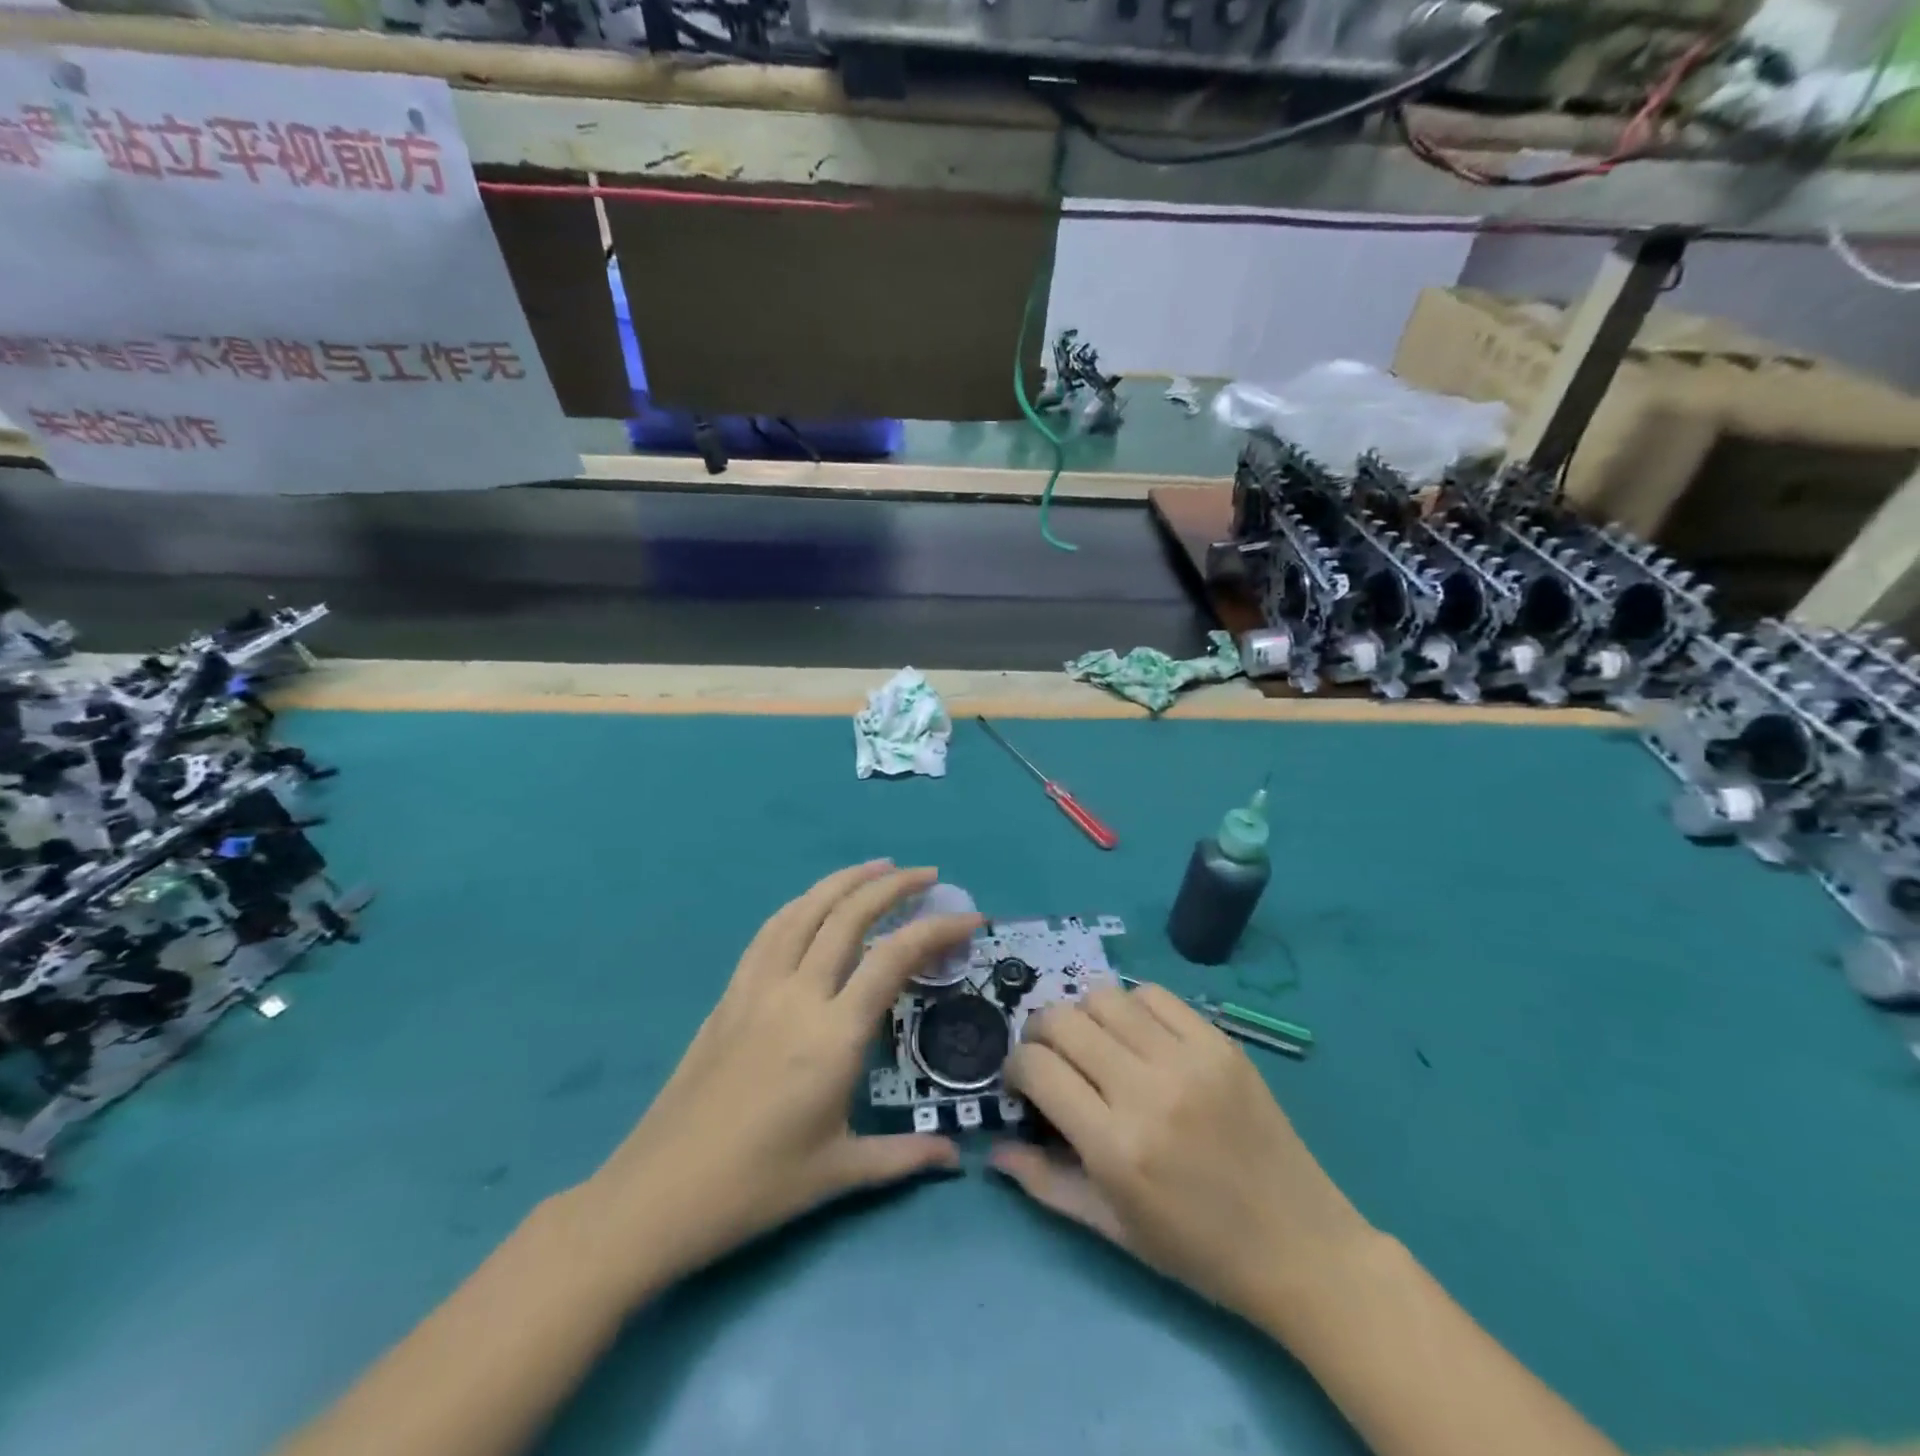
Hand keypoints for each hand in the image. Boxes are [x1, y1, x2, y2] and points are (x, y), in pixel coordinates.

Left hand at [578, 861, 980, 1298]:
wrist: (659, 1193)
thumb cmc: (757, 1186)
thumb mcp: (839, 1174)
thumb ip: (905, 1157)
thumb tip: (956, 1157)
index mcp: (833, 1035)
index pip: (894, 958)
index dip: (937, 929)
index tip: (970, 918)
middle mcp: (798, 995)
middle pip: (849, 916)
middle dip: (894, 886)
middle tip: (928, 875)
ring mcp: (758, 988)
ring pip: (805, 911)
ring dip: (845, 881)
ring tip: (877, 867)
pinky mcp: (730, 993)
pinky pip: (770, 931)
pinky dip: (801, 904)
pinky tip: (814, 902)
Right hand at [991, 984, 1372, 1321]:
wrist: (1300, 1244)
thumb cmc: (1198, 1249)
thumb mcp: (1113, 1229)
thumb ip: (1046, 1184)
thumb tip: (993, 1150)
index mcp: (1115, 1146)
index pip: (1037, 1067)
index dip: (1015, 1066)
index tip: (1022, 1082)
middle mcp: (1146, 1089)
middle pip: (1062, 1019)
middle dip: (1040, 1033)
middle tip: (1051, 1057)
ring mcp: (1188, 1059)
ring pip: (1104, 996)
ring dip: (1084, 1014)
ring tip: (1095, 1043)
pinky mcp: (1220, 1042)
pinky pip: (1155, 995)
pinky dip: (1133, 1007)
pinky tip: (1139, 1036)